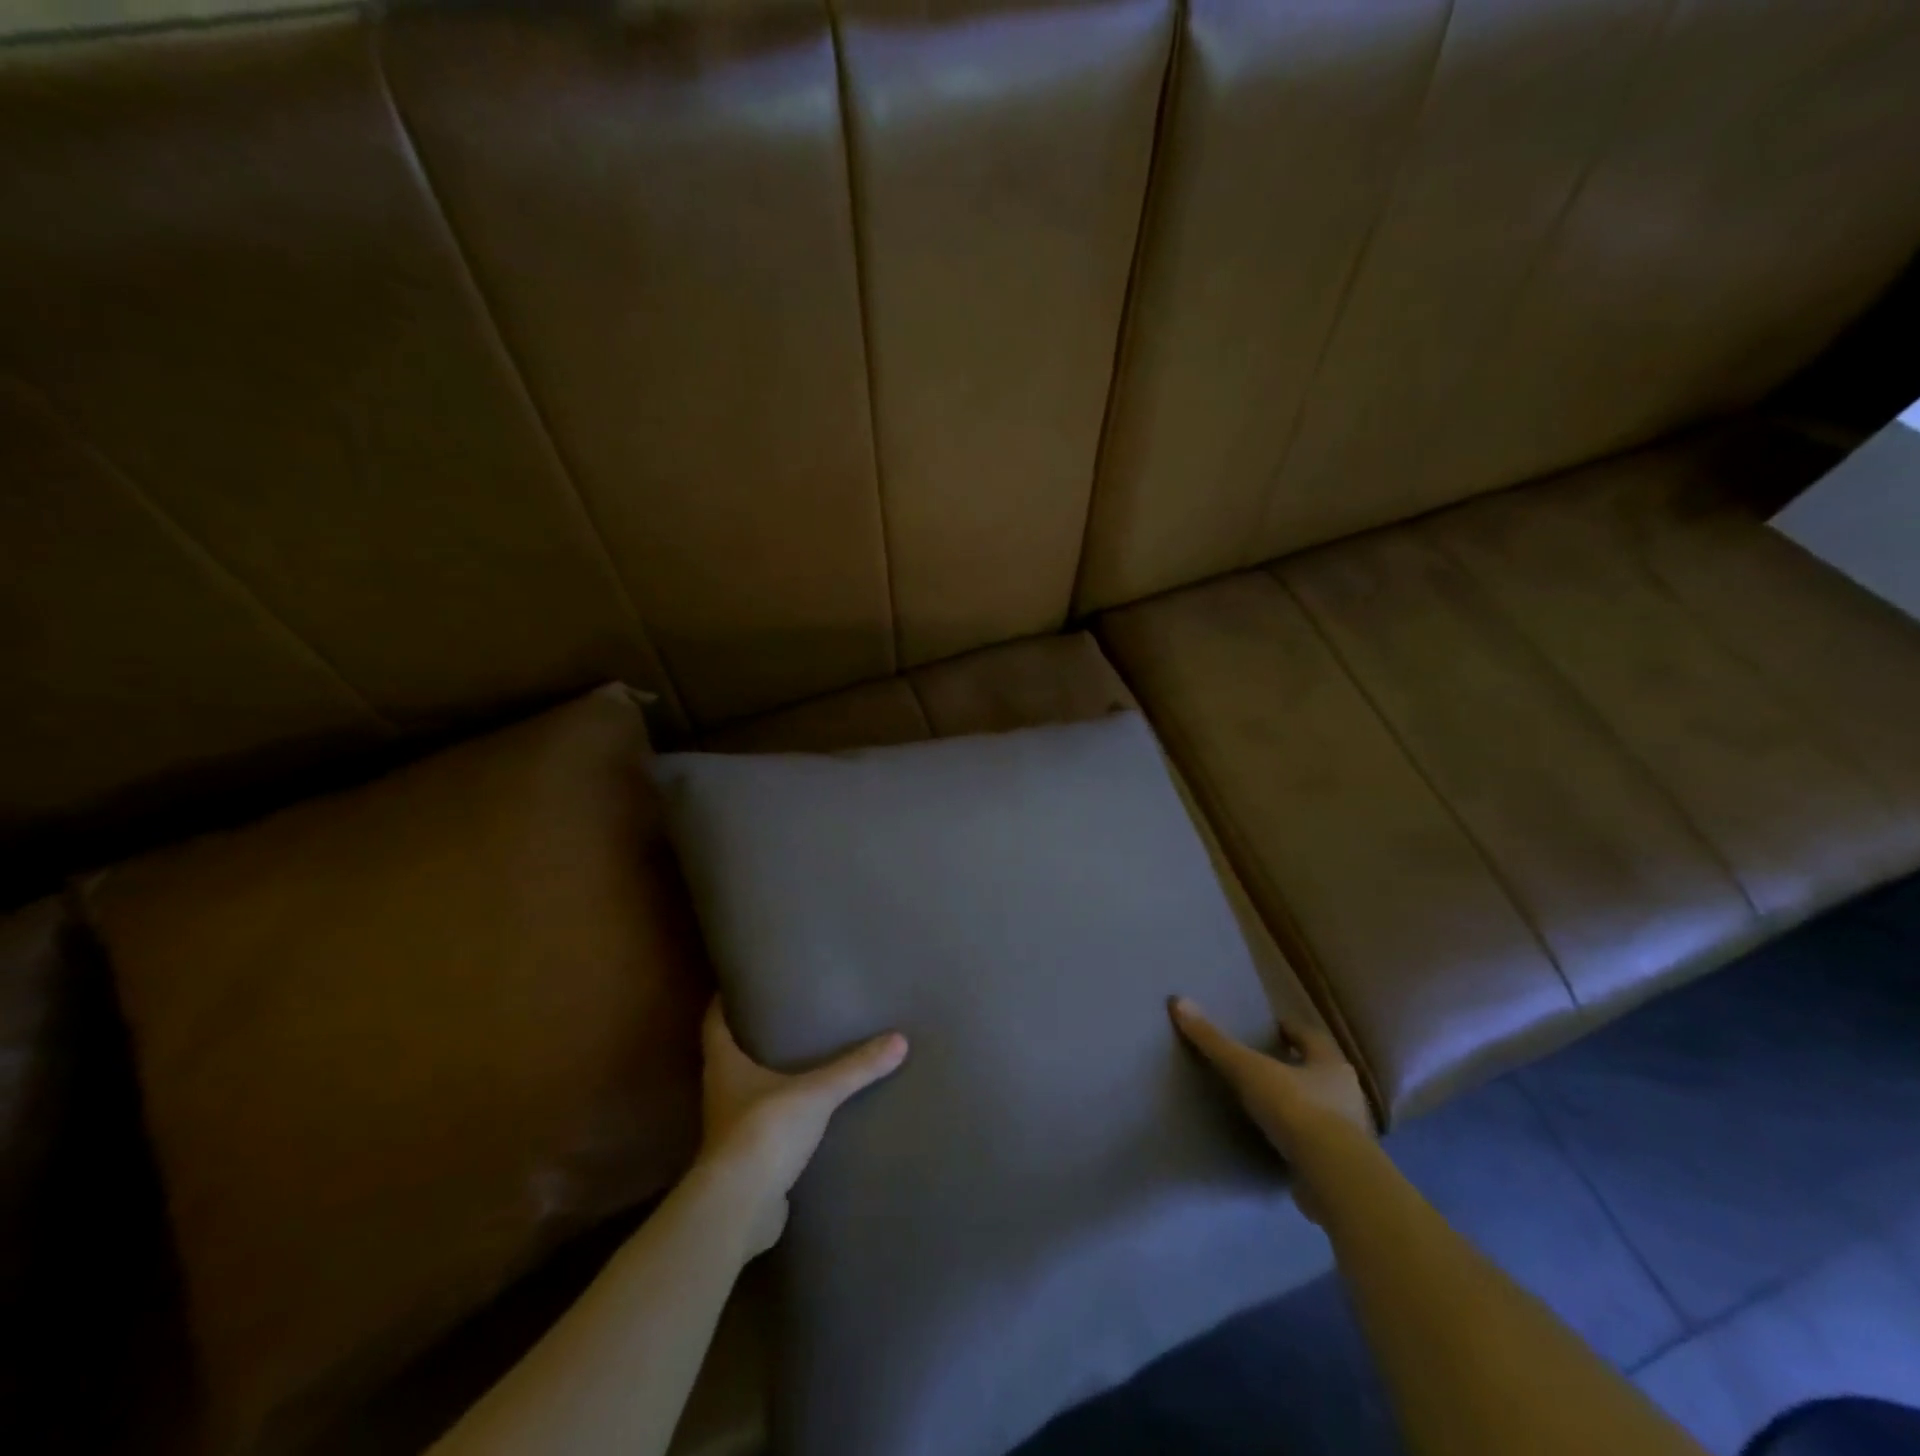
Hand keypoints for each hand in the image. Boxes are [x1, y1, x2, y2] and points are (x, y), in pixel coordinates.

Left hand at [695, 997, 907, 1254]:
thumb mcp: (816, 1093)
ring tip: (802, 1060)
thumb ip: (855, 1068)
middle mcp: (720, 1094)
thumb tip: (899, 1039)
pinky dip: (781, 1117)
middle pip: (730, 1056)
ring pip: (746, 1093)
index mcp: (724, 1066)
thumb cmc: (765, 1131)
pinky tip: (807, 1113)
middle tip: (786, 1016)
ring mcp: (730, 1131)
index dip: (721, 1002)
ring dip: (767, 1079)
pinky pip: (764, 1128)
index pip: (714, 1024)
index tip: (737, 983)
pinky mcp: (747, 1162)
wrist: (739, 1209)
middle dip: (752, 1038)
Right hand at [1169, 997, 1373, 1222]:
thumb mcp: (1247, 1069)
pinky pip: (1319, 1147)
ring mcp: (1350, 1134)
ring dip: (1300, 1107)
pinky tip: (1279, 1145)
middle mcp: (1348, 1094)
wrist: (1334, 1177)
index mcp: (1331, 1064)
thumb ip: (1214, 1040)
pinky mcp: (1342, 1168)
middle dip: (1295, 1069)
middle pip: (1319, 1073)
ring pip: (1323, 1110)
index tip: (1269, 1029)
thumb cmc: (1296, 1109)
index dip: (1289, 1030)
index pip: (1310, 1037)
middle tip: (1265, 1066)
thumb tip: (1179, 1001)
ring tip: (1268, 1107)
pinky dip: (1300, 1143)